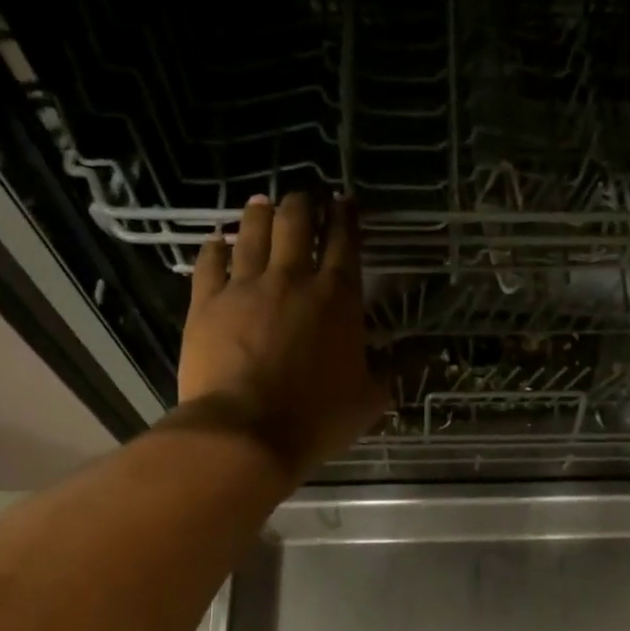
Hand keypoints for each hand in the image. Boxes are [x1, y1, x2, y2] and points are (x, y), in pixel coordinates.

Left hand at [176, 192, 389, 475]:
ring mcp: (245, 287)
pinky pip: (209, 263)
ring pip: (253, 233)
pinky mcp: (206, 303)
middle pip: (296, 223)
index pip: (345, 243)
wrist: (245, 433)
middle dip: (303, 204)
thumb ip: (393, 370)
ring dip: (261, 213)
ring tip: (263, 202)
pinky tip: (218, 239)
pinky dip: (215, 247)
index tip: (344, 200)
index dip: (346, 217)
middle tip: (304, 197)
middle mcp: (292, 279)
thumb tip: (423, 355)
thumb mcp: (370, 399)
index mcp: (338, 298)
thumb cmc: (316, 418)